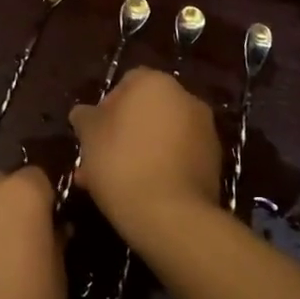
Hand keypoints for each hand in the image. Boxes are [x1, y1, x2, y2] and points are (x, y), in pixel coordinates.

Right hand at [70, 67, 222, 250]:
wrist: (171, 216)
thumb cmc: (122, 163)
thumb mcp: (89, 135)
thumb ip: (85, 117)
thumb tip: (85, 114)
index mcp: (156, 83)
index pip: (126, 83)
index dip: (105, 107)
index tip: (93, 134)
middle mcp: (186, 99)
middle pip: (145, 111)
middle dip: (122, 133)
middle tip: (100, 161)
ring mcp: (205, 131)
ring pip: (161, 137)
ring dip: (140, 152)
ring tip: (114, 184)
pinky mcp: (214, 163)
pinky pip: (178, 158)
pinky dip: (161, 168)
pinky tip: (140, 193)